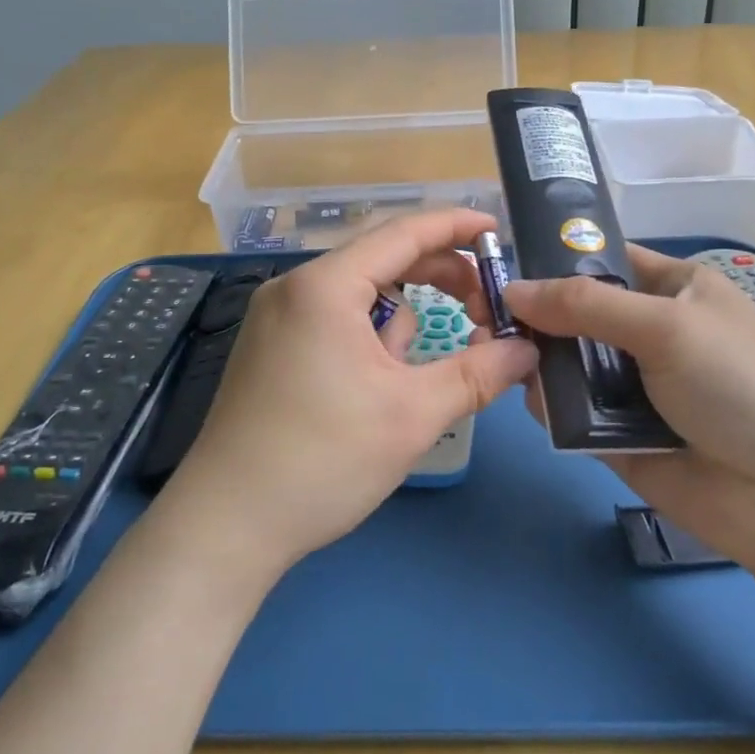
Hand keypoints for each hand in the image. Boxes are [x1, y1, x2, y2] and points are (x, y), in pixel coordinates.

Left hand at [156, 209, 538, 583]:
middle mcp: (294, 288)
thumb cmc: (323, 460)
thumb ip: (478, 373)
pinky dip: (368, 343)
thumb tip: (528, 351)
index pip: (403, 233)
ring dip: (398, 331)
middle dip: (436, 284)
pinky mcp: (269, 349)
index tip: (497, 232)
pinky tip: (370, 394)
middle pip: (382, 262)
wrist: (226, 525)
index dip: (456, 227)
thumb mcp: (413, 415)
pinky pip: (334, 324)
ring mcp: (275, 318)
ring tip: (401, 388)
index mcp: (325, 286)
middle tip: (482, 313)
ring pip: (360, 301)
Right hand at [504, 247, 754, 577]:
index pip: (605, 261)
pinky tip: (532, 401)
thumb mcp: (668, 325)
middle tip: (482, 317)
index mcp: (675, 290)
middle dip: (535, 316)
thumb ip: (586, 304)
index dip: (555, 261)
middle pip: (577, 315)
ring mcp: (634, 387)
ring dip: (536, 361)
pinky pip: (572, 413)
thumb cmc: (740, 384)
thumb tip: (512, 289)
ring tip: (494, 354)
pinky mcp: (618, 437)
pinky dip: (550, 406)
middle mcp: (651, 333)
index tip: (500, 265)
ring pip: (569, 365)